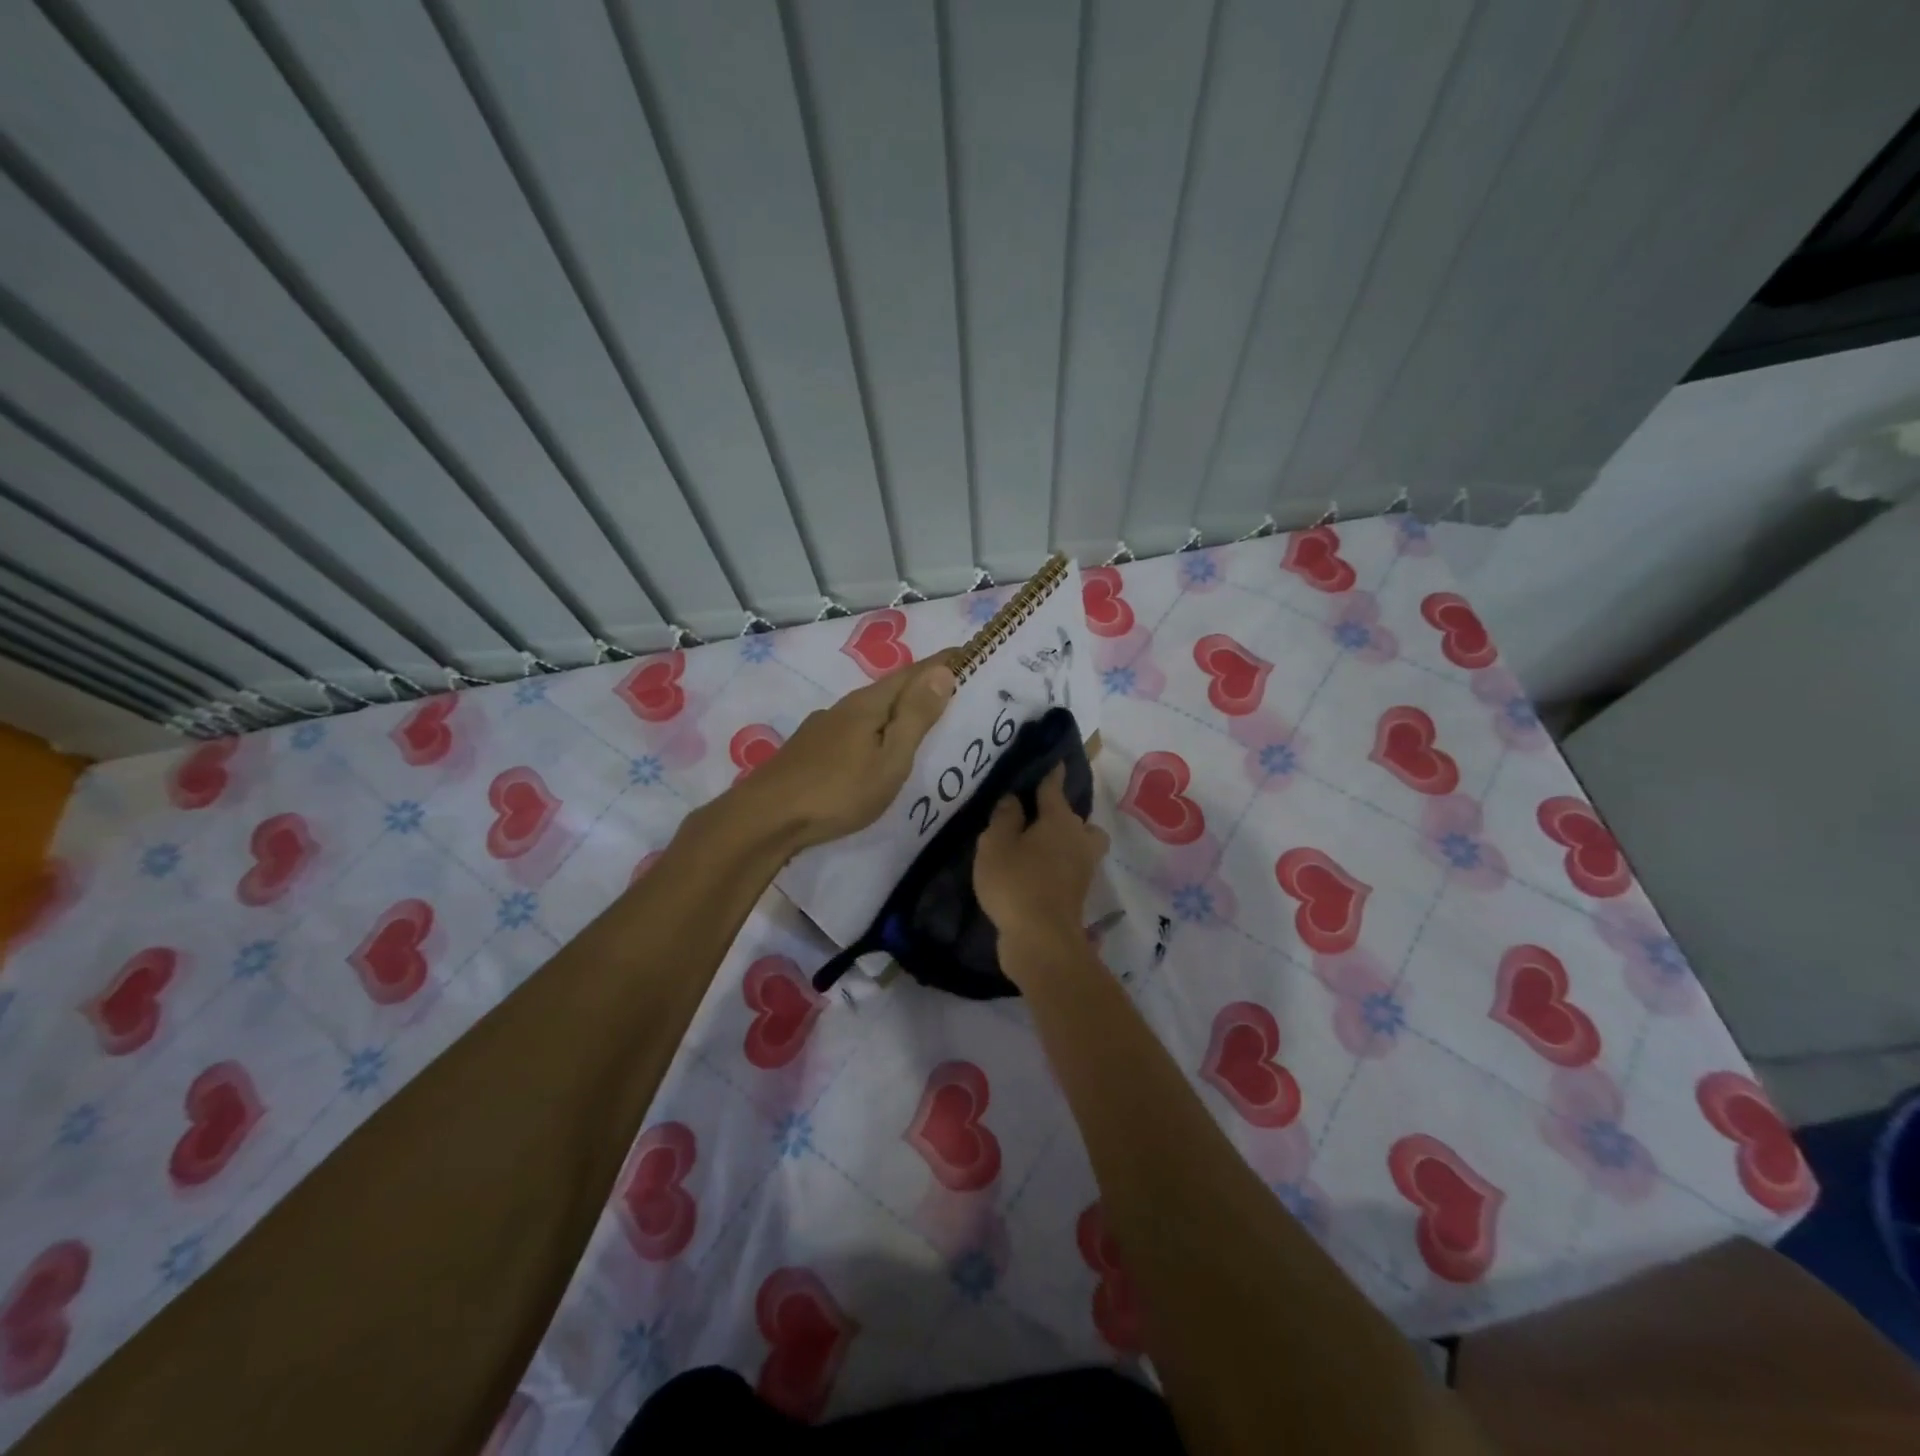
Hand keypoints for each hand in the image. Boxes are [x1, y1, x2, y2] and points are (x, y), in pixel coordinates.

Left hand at [731, 650, 957, 851]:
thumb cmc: (838, 791)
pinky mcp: (809, 750)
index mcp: (869, 704)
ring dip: (898, 708)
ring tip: (920, 719)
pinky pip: (855, 729)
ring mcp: (823, 728)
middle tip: (954, 688)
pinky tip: (875, 746)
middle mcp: (844, 707)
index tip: (970, 653)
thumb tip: (943, 672)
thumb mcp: (890, 758)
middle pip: (891, 688)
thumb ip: (915, 716)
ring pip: (870, 710)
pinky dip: (876, 728)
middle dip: (922, 684)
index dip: (943, 663)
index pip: (914, 673)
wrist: (766, 818)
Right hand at [974, 763, 1109, 982]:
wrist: (1041, 940)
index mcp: (1059, 820)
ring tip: (1038, 846)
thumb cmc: (1016, 883)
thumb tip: (1014, 800)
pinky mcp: (1078, 893)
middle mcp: (1078, 838)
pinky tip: (1036, 870)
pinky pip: (1071, 867)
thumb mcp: (996, 845)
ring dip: (1066, 841)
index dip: (1052, 774)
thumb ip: (1004, 818)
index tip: (1056, 762)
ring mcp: (1083, 868)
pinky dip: (1059, 865)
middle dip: (1060, 814)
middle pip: (1075, 818)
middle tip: (1036, 817)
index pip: (1054, 788)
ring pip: (1080, 843)